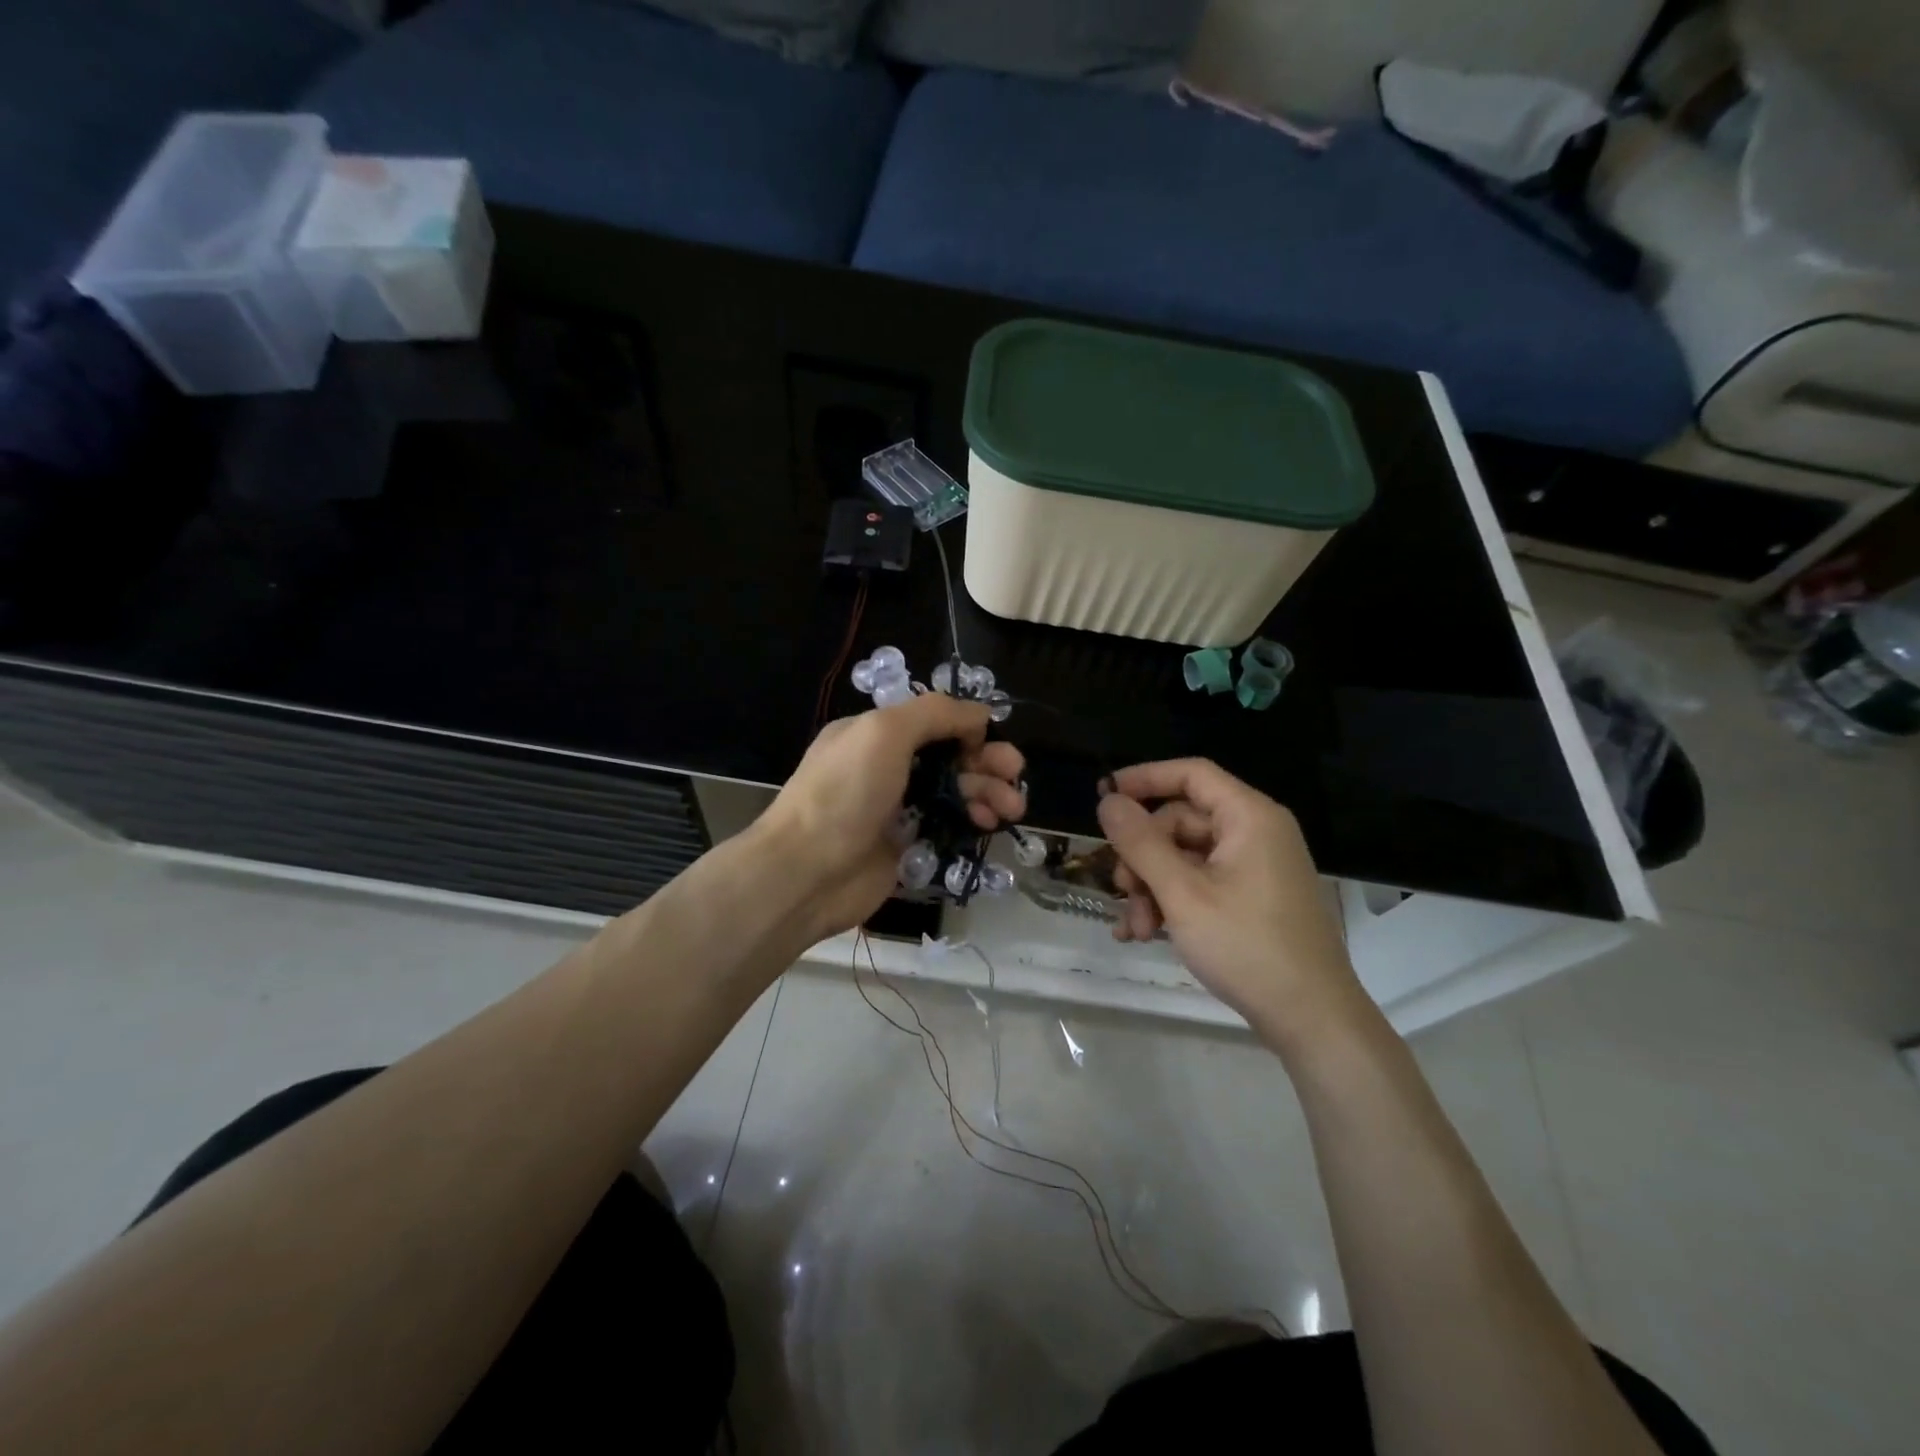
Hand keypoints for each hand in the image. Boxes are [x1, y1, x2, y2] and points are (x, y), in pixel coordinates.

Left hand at [760, 693, 1025, 943]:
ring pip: (955, 791)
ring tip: (1012, 807)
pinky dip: (972, 820)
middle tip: (1016, 774)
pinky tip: (988, 824)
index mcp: (876, 733)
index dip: (966, 727)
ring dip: (988, 792)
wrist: (807, 872)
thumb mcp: (884, 732)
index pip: (933, 721)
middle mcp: (888, 766)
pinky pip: (949, 825)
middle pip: (950, 756)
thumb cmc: (844, 793)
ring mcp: (898, 807)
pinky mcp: (908, 845)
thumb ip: (934, 713)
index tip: (990, 739)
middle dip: (987, 761)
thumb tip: (979, 715)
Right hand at [1096, 759, 1365, 1043]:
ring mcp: (1255, 868)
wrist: (1311, 1020)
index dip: (1144, 779)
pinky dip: (1171, 902)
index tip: (1104, 796)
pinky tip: (1144, 933)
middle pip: (1181, 821)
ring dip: (1151, 887)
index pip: (1191, 774)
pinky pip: (1200, 883)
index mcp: (1249, 817)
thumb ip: (1141, 843)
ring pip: (1184, 857)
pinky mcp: (1252, 898)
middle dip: (1143, 855)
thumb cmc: (1247, 946)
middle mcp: (1255, 833)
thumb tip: (1108, 801)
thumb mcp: (1182, 893)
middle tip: (1119, 888)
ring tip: (1135, 928)